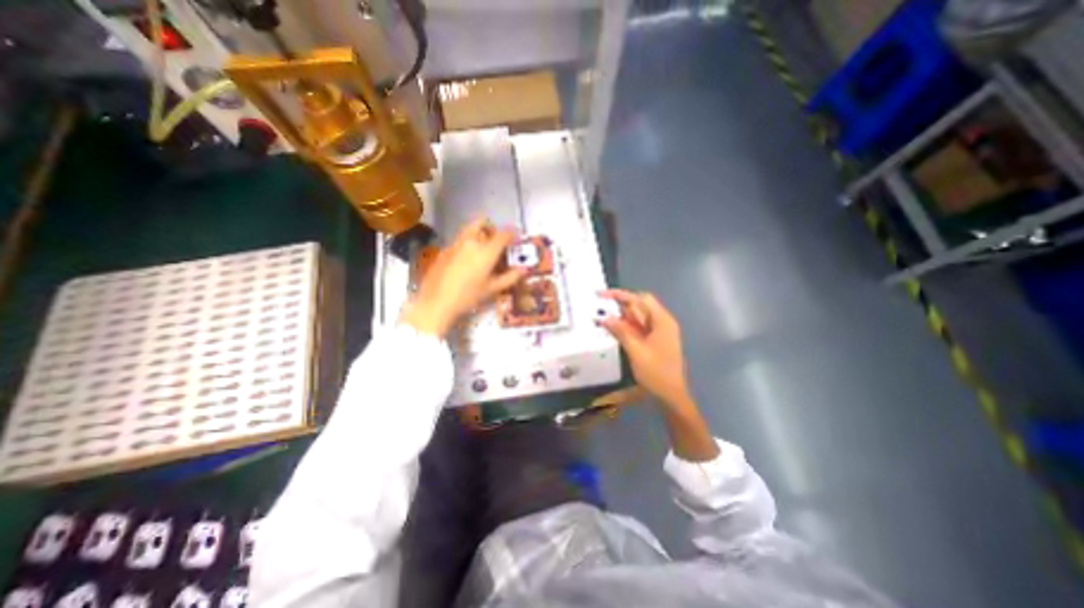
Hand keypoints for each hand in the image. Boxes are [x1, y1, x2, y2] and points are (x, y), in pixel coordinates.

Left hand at [401, 217, 529, 336]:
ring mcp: (455, 243)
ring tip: (482, 250)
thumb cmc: (468, 296)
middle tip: (495, 240)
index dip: (511, 234)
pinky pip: (459, 240)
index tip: (515, 239)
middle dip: (491, 228)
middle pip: (482, 222)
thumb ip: (510, 277)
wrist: (436, 302)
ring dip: (478, 234)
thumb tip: (523, 270)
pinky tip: (466, 261)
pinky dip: (467, 243)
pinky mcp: (444, 249)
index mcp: (486, 251)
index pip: (503, 234)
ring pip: (469, 229)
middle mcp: (471, 241)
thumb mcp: (492, 289)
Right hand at [602, 290, 693, 409]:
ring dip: (622, 317)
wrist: (671, 396)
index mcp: (662, 321)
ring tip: (603, 319)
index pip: (640, 299)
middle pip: (639, 306)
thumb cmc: (656, 373)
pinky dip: (626, 327)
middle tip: (600, 309)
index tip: (601, 295)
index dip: (620, 295)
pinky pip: (639, 328)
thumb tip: (604, 318)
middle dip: (619, 305)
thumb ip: (620, 331)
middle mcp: (662, 322)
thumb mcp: (636, 351)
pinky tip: (614, 330)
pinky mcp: (655, 340)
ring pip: (638, 317)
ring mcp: (659, 332)